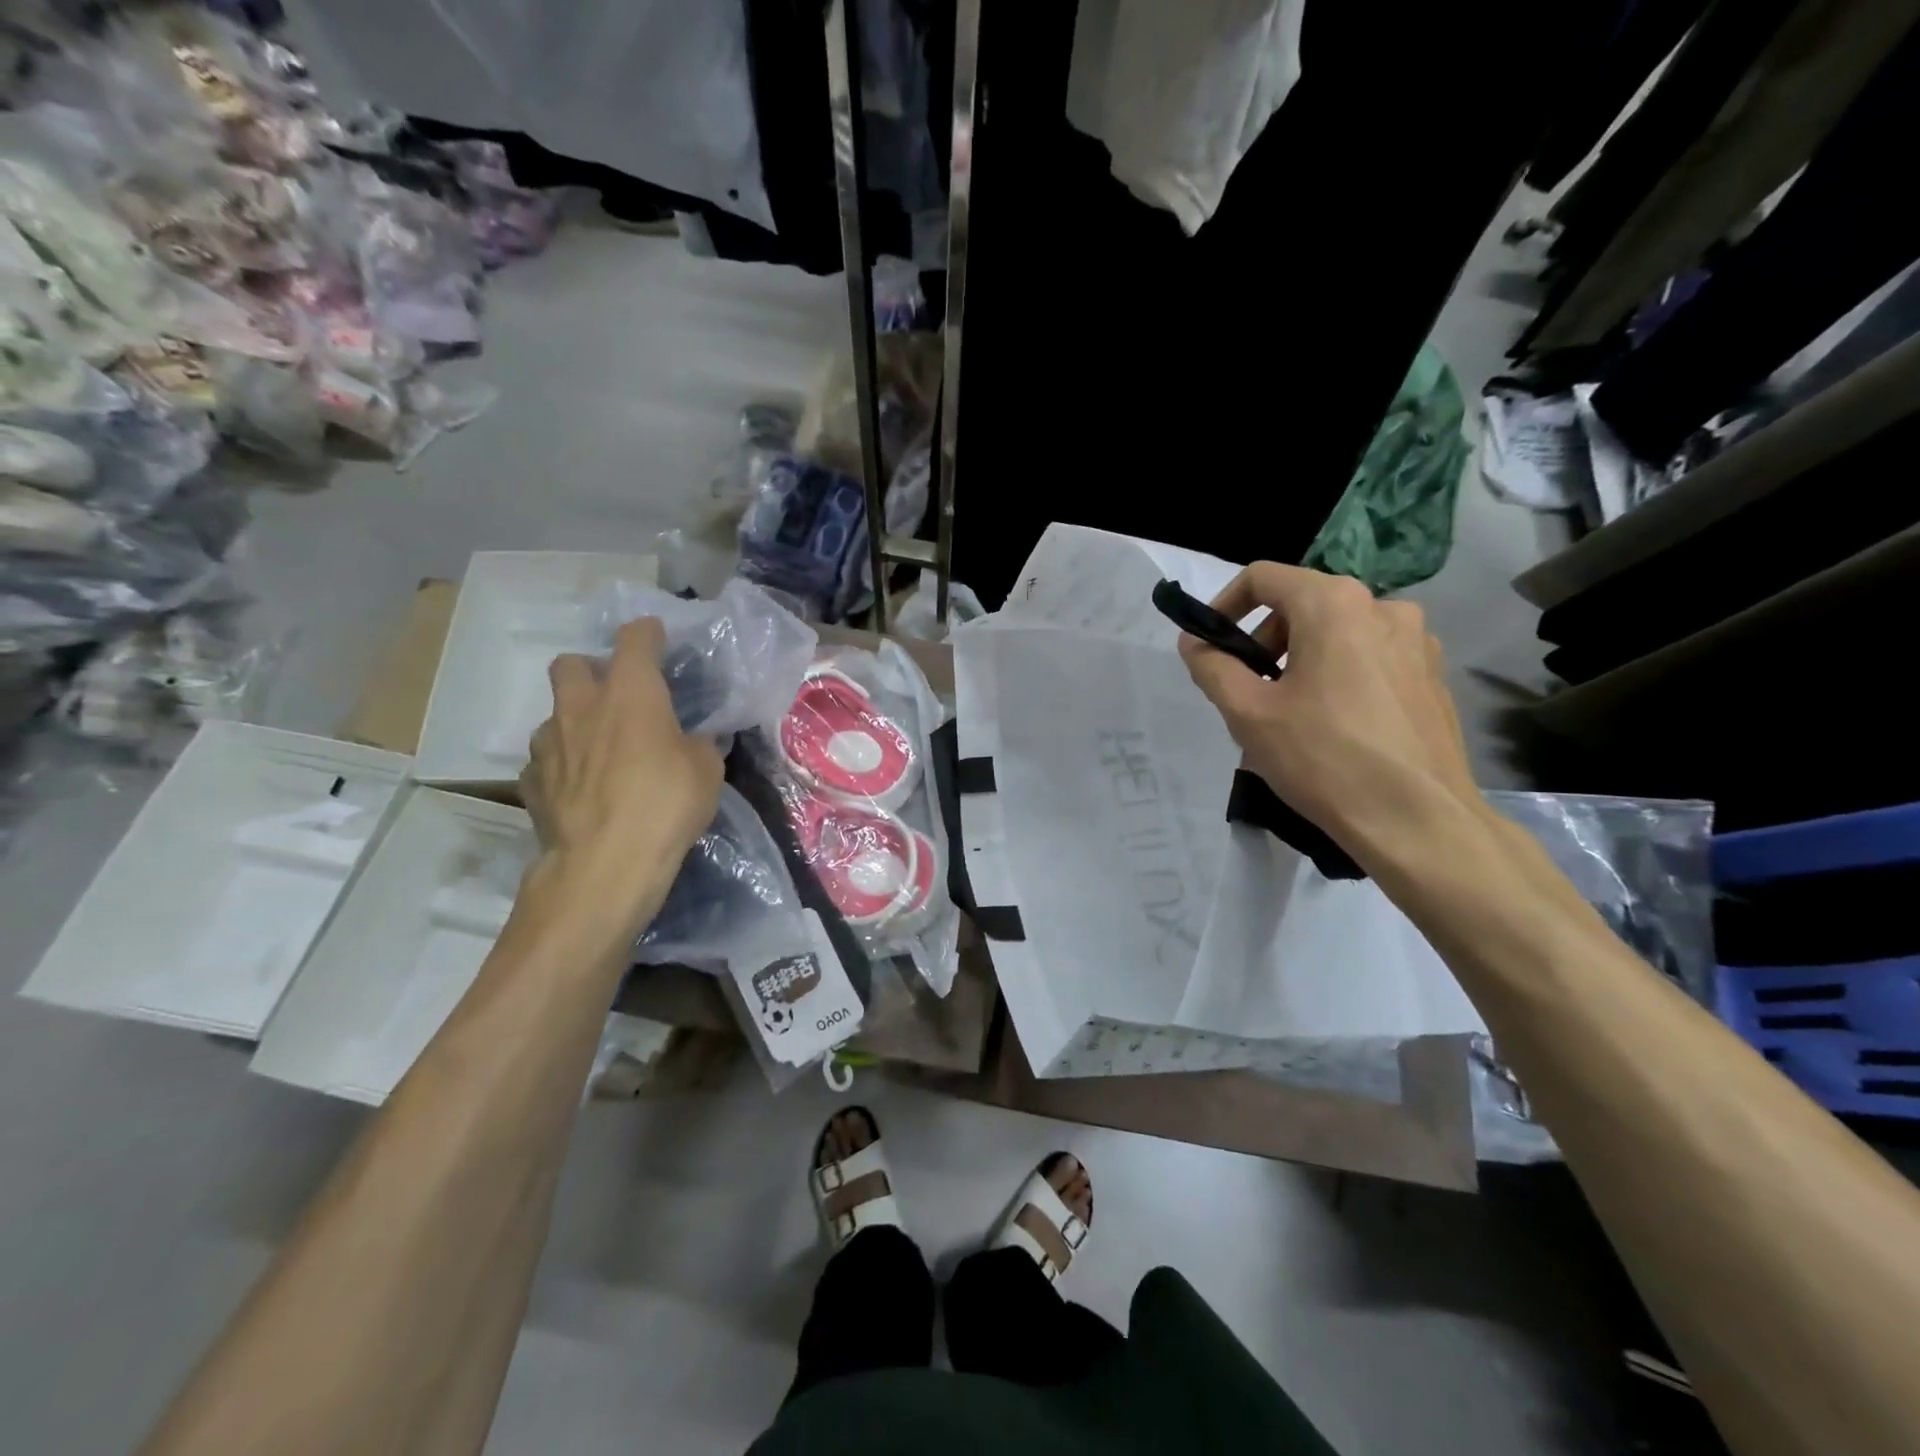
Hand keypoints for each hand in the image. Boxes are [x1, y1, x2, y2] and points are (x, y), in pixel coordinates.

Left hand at [519, 619, 724, 928]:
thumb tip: (693, 738)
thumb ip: (698, 743)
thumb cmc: (666, 804)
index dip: (647, 634)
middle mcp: (581, 706)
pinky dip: (564, 767)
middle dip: (591, 669)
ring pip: (554, 714)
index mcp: (630, 692)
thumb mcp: (707, 770)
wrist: (605, 864)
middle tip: (616, 696)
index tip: (657, 640)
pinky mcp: (531, 782)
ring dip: (575, 722)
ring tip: (600, 751)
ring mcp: (549, 744)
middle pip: (570, 663)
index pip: (635, 639)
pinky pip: (546, 761)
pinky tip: (582, 789)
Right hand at [1177, 564, 1479, 858]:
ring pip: (1337, 634)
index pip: (1264, 577)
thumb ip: (1212, 667)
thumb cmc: (1324, 758)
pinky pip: (1370, 659)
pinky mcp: (1432, 676)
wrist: (1417, 820)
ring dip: (1301, 661)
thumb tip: (1194, 641)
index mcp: (1335, 604)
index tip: (1210, 645)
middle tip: (1248, 693)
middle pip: (1302, 605)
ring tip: (1288, 717)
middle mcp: (1383, 607)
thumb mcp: (1248, 713)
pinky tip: (1333, 729)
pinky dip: (1339, 677)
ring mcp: (1417, 642)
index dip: (1225, 605)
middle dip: (1265, 641)